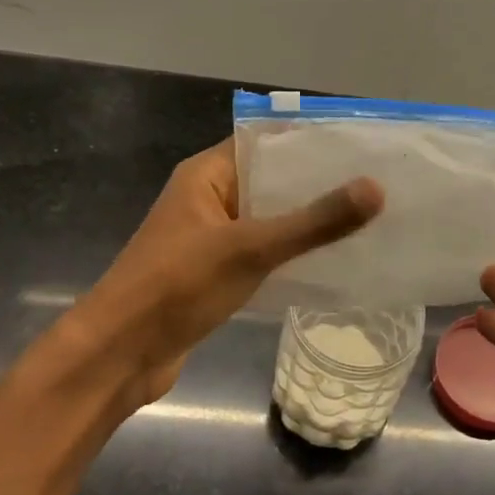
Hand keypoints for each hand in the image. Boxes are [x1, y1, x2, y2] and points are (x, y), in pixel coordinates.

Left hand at [61, 139, 382, 410]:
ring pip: (268, 218)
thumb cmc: (177, 286)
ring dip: (307, 220)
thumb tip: (376, 188)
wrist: (118, 355)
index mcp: (206, 175)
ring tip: (364, 218)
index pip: (264, 140)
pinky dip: (291, 253)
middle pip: (270, 179)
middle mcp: (207, 198)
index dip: (309, 139)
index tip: (359, 144)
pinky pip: (262, 252)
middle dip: (317, 182)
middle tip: (375, 182)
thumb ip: (313, 222)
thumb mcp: (250, 248)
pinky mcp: (214, 273)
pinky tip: (331, 261)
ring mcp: (210, 238)